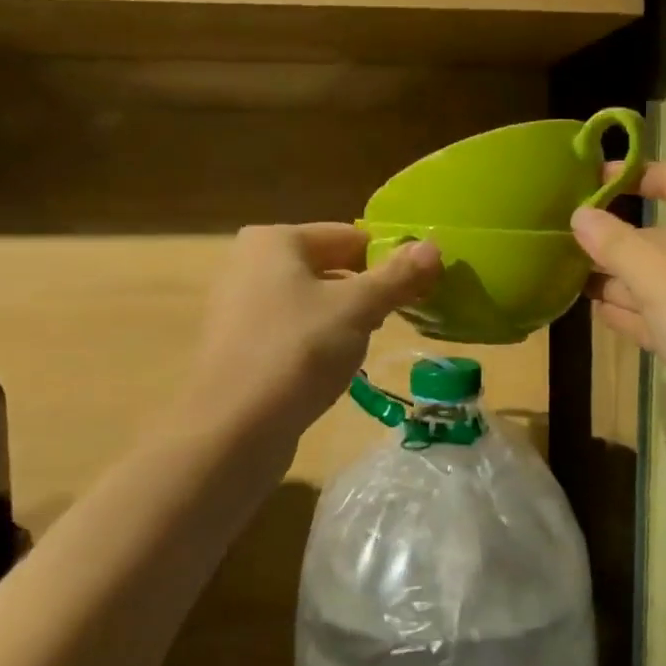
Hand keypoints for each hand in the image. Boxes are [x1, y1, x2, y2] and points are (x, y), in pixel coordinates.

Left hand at [183, 224, 440, 447]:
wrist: (232, 430)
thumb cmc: (298, 351)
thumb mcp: (357, 308)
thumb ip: (397, 276)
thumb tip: (434, 247)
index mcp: (275, 240)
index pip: (349, 236)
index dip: (389, 258)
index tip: (420, 286)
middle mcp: (250, 264)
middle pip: (330, 267)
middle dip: (367, 290)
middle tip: (400, 315)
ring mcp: (240, 307)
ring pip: (312, 301)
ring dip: (345, 318)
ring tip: (368, 344)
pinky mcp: (239, 346)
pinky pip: (293, 330)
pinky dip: (318, 341)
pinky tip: (333, 368)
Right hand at [572, 163, 665, 463]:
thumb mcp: (660, 283)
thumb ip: (617, 246)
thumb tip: (581, 216)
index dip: (637, 175)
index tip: (593, 181)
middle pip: (664, 236)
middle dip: (616, 240)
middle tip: (565, 244)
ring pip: (661, 278)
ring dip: (620, 279)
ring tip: (571, 278)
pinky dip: (636, 311)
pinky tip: (600, 311)